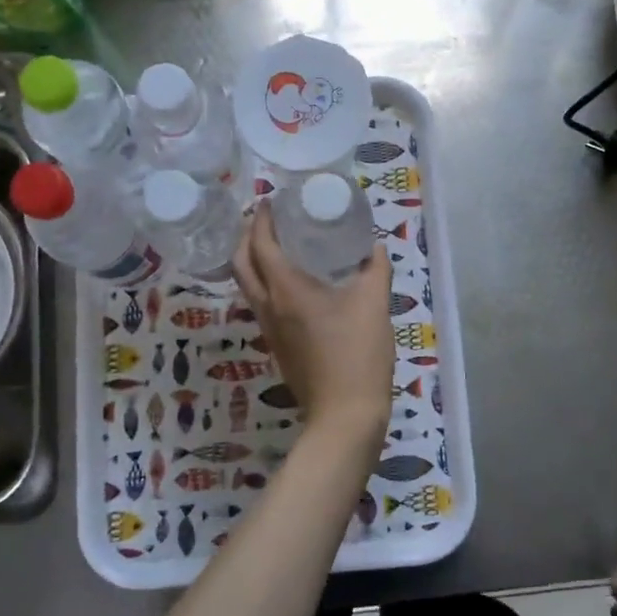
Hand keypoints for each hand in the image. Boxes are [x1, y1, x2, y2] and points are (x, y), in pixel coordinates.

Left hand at [232, 201, 392, 443]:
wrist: (344, 416)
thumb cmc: (358, 355)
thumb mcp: (374, 306)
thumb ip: (375, 270)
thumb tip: (374, 247)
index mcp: (287, 290)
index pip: (261, 244)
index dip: (261, 219)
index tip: (270, 200)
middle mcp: (269, 306)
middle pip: (241, 262)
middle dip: (247, 235)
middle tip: (267, 219)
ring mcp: (269, 328)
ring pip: (247, 284)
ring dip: (252, 258)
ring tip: (276, 243)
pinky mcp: (276, 344)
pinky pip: (260, 302)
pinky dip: (264, 281)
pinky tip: (291, 281)